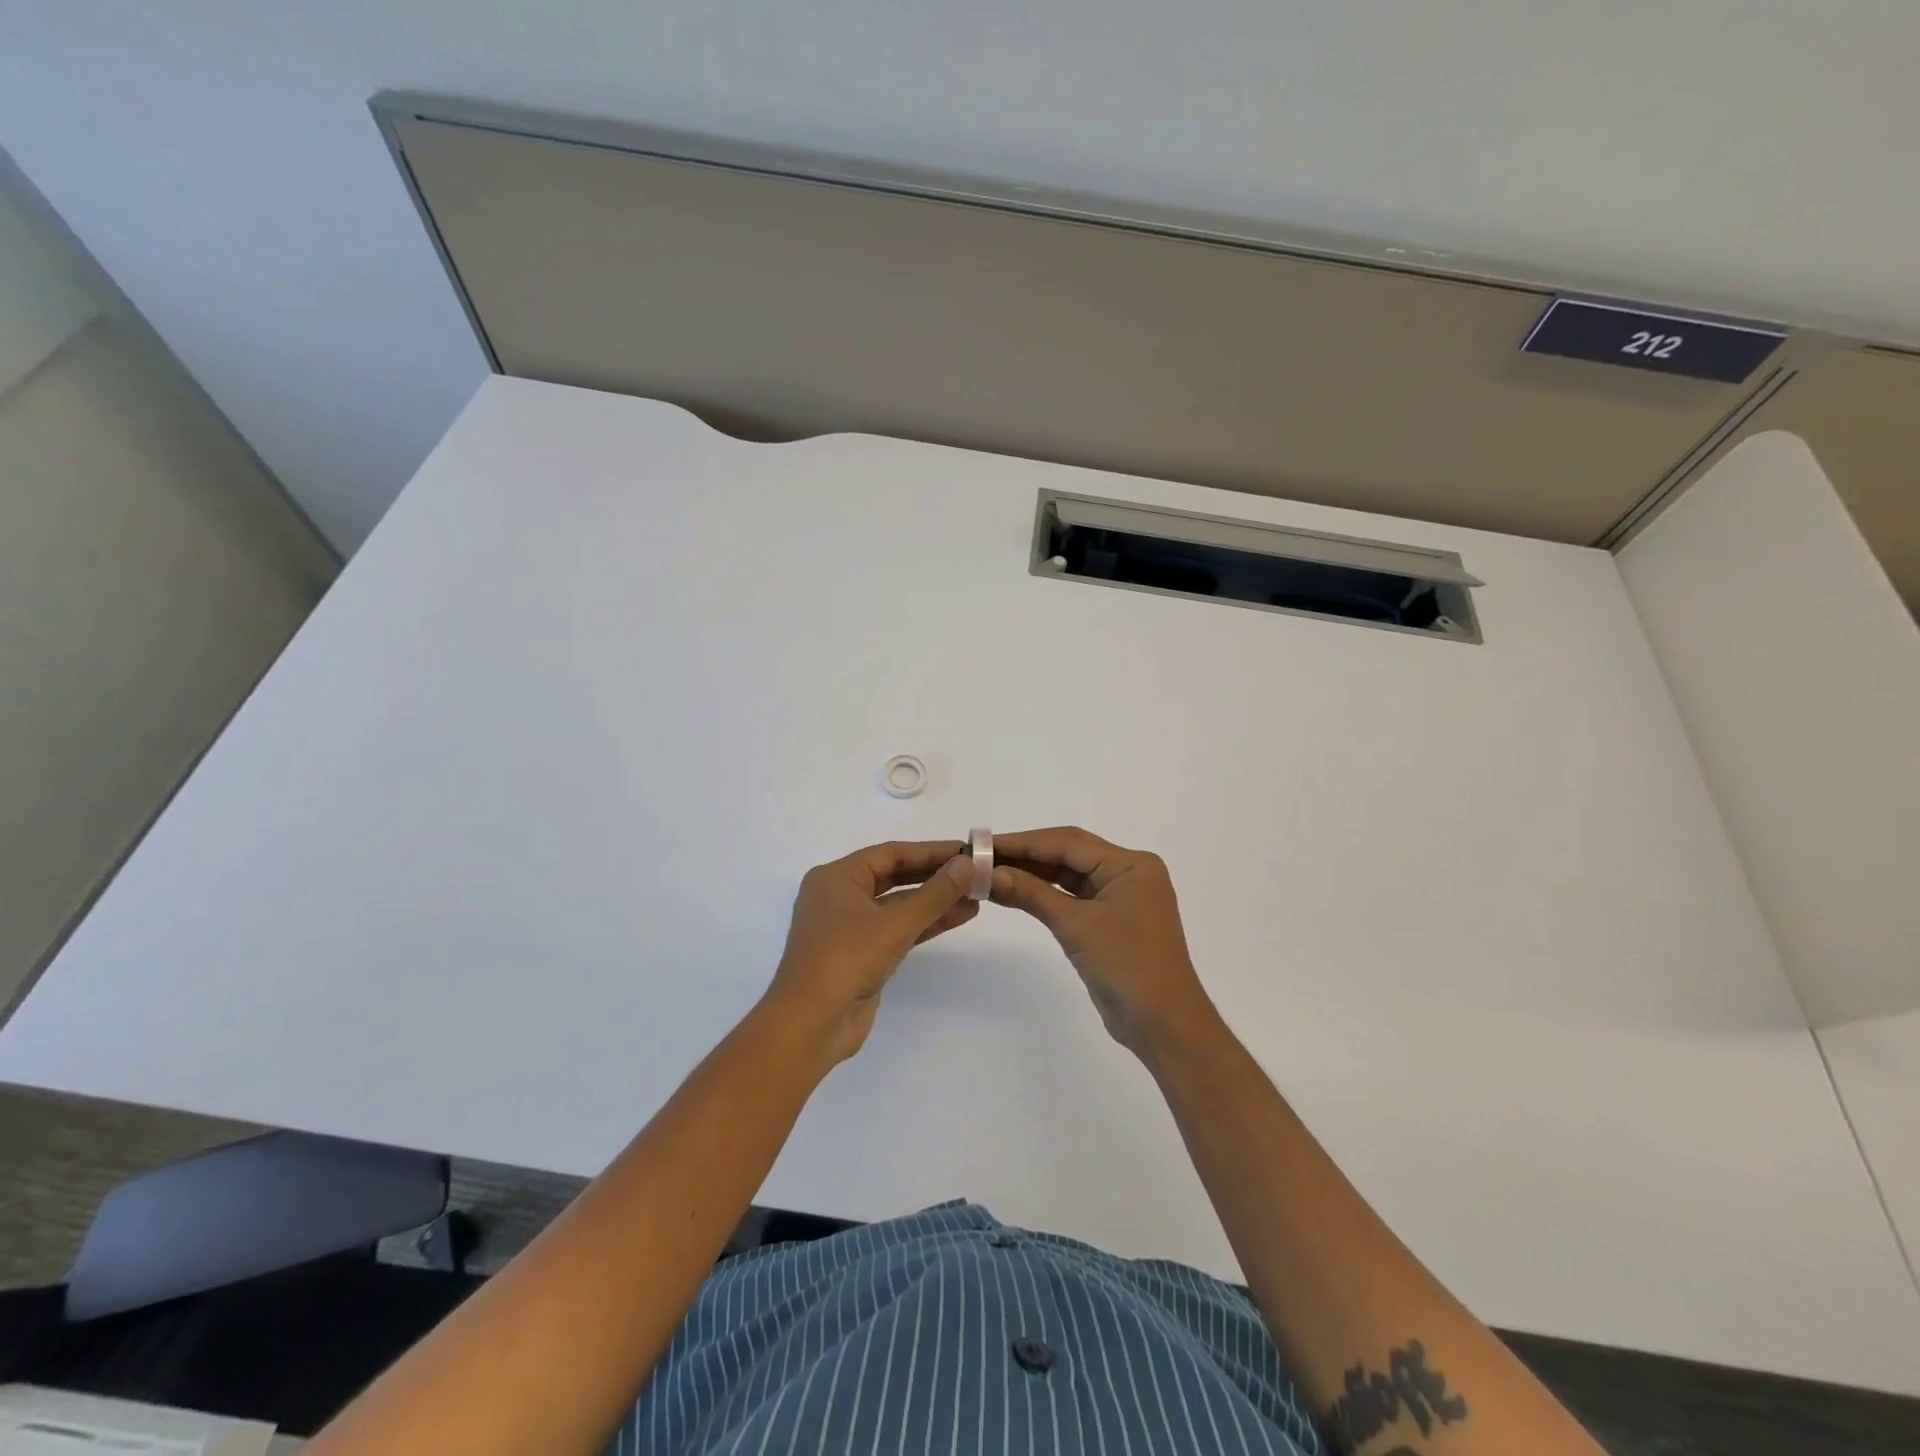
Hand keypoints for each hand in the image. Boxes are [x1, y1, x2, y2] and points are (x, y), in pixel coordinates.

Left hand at [764, 840, 977, 1064]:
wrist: (812, 1025)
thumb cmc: (846, 959)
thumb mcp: (894, 923)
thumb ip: (934, 893)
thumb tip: (968, 864)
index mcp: (836, 878)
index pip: (890, 854)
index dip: (931, 851)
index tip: (967, 850)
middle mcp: (840, 896)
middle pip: (895, 877)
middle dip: (935, 876)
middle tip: (975, 872)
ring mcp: (850, 928)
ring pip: (899, 905)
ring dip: (935, 901)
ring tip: (977, 896)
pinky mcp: (862, 955)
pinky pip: (898, 929)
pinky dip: (926, 923)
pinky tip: (959, 917)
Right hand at [990, 826, 1219, 1059]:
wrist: (1163, 1025)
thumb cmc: (1126, 967)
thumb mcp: (1076, 926)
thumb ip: (1032, 894)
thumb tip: (990, 873)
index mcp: (1130, 864)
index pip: (1068, 842)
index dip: (1024, 841)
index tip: (984, 843)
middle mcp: (1128, 872)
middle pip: (1069, 854)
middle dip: (1026, 854)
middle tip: (982, 855)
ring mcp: (1120, 897)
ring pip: (1069, 875)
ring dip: (1032, 874)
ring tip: (989, 872)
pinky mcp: (1110, 920)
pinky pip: (1072, 897)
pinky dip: (1044, 894)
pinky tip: (1013, 892)